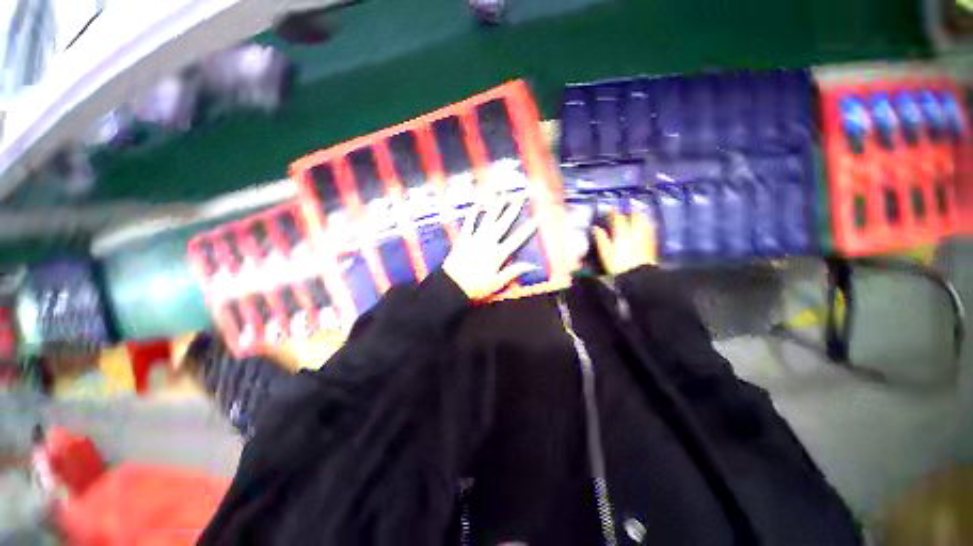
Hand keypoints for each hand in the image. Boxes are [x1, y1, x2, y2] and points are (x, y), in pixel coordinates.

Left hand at [443, 193, 539, 299]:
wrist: (451, 285)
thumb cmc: (475, 287)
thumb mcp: (497, 283)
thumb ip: (514, 272)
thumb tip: (532, 265)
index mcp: (497, 254)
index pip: (516, 239)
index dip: (528, 229)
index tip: (537, 218)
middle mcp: (488, 242)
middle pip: (503, 223)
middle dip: (513, 209)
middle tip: (521, 197)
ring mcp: (475, 238)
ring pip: (488, 219)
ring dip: (496, 207)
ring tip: (503, 196)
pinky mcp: (463, 239)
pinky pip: (469, 223)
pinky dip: (472, 214)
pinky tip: (477, 205)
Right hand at [593, 212, 656, 274]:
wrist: (638, 275)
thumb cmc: (618, 264)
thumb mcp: (605, 252)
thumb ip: (601, 238)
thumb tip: (595, 228)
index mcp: (622, 233)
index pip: (618, 218)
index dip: (613, 212)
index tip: (610, 207)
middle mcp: (635, 231)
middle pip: (635, 216)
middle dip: (630, 211)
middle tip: (625, 210)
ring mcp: (645, 236)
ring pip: (644, 221)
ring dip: (640, 216)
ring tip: (636, 215)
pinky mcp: (651, 243)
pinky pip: (650, 229)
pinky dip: (646, 225)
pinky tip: (645, 226)